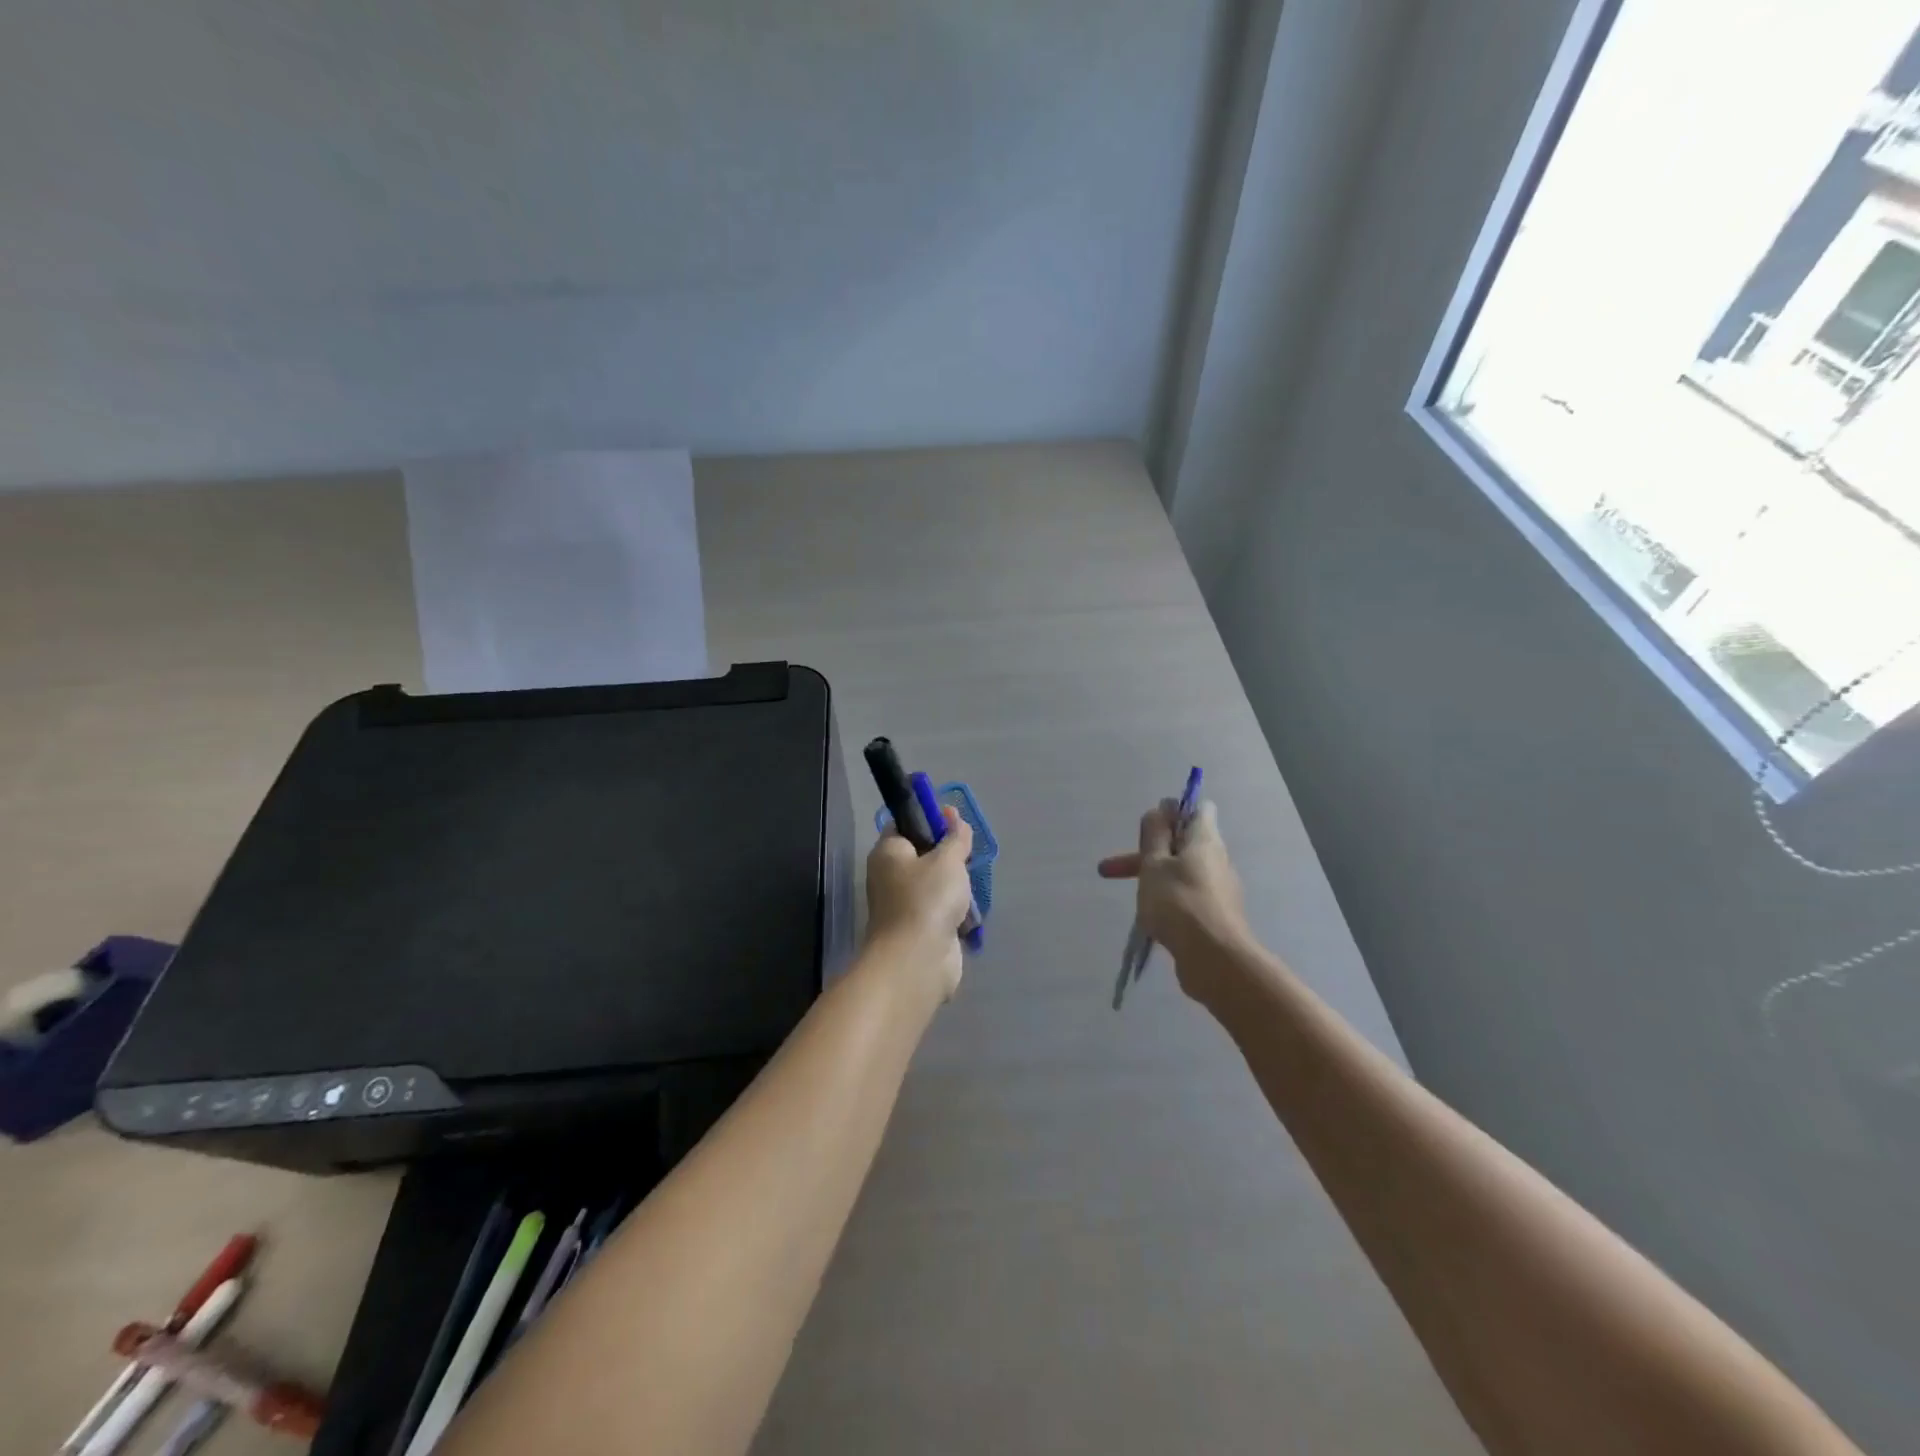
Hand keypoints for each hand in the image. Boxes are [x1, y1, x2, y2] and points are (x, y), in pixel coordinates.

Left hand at [864, 806, 974, 1001]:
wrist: (918, 961)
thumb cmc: (928, 899)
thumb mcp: (947, 859)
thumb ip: (955, 836)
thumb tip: (952, 814)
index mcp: (888, 853)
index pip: (905, 824)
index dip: (929, 819)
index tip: (955, 822)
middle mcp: (889, 876)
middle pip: (923, 855)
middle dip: (948, 856)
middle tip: (967, 856)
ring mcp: (903, 905)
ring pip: (935, 884)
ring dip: (955, 886)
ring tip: (970, 886)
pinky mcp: (919, 929)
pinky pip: (940, 910)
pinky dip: (955, 911)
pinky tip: (969, 911)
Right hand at [1097, 799, 1249, 1001]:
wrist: (1214, 960)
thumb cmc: (1178, 902)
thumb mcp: (1154, 864)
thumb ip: (1154, 836)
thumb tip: (1162, 809)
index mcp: (1204, 840)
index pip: (1198, 810)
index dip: (1173, 812)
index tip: (1149, 828)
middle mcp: (1216, 860)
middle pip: (1182, 845)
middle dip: (1146, 853)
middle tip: (1110, 869)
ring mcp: (1219, 890)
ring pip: (1182, 873)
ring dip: (1154, 879)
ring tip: (1131, 900)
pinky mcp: (1216, 916)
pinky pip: (1188, 898)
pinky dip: (1167, 902)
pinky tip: (1151, 921)